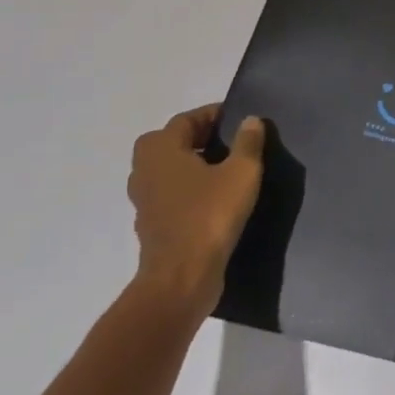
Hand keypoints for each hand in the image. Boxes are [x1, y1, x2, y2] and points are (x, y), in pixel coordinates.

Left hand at [127, 106, 265, 315]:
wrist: (181, 279)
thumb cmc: (210, 215)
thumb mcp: (242, 172)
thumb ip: (248, 142)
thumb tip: (250, 120)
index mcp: (161, 149)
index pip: (186, 119)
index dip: (212, 114)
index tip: (238, 118)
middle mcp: (145, 170)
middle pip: (171, 142)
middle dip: (197, 137)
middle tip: (228, 141)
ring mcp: (144, 201)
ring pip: (168, 170)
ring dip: (191, 165)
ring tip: (224, 168)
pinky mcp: (151, 226)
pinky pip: (170, 195)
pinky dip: (188, 190)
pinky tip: (214, 199)